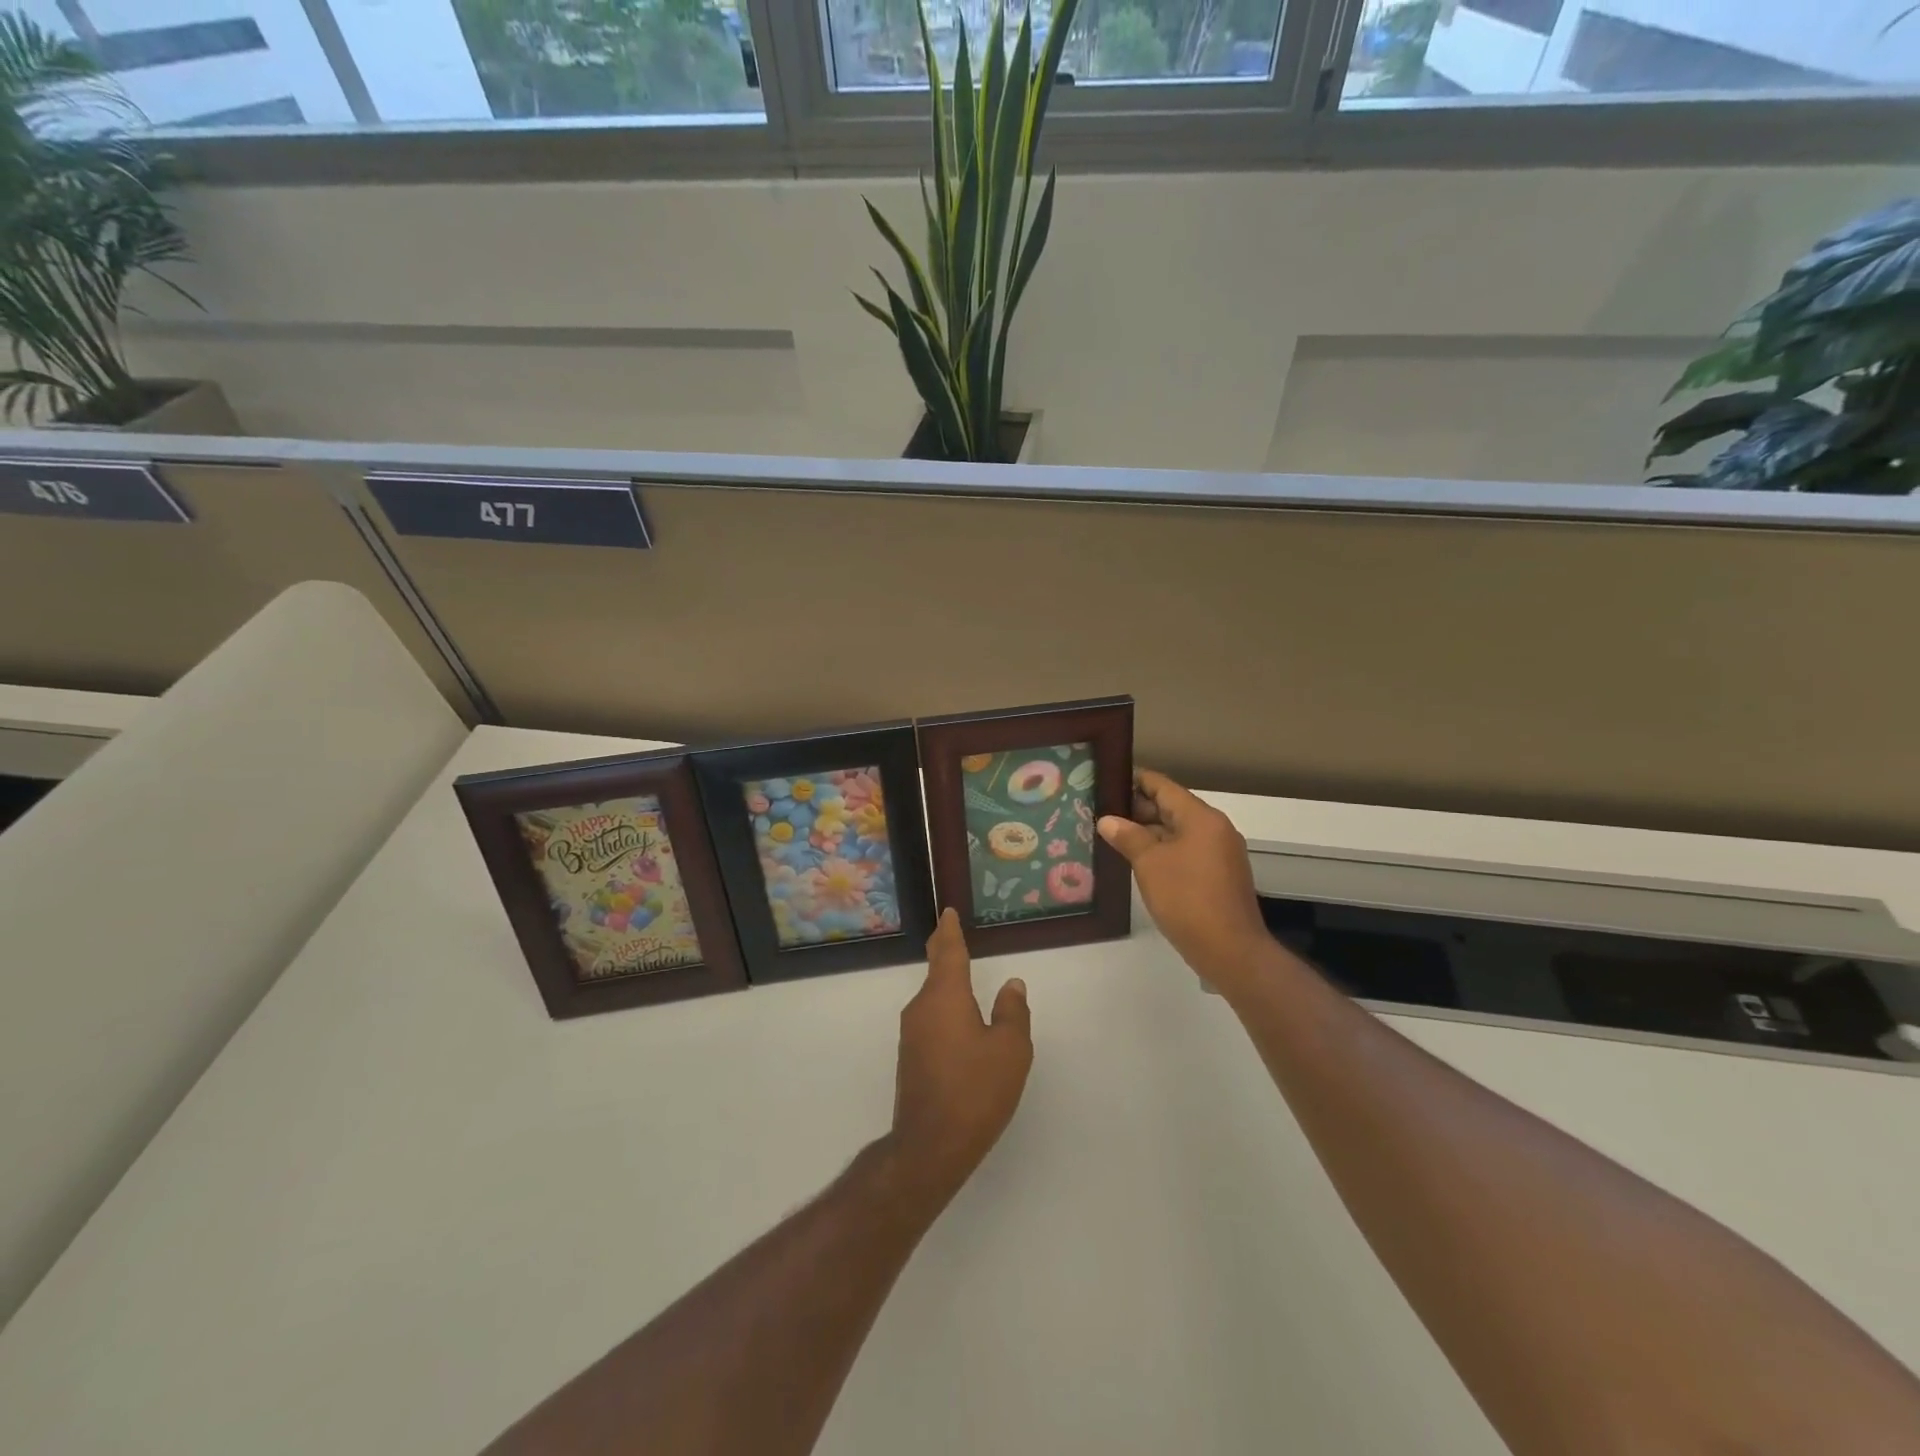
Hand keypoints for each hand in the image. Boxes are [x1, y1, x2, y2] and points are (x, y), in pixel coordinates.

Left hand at [887, 909, 1032, 1202]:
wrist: (930, 1145)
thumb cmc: (976, 1090)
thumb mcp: (1010, 1050)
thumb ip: (1012, 1012)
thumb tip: (1011, 985)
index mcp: (945, 996)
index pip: (948, 951)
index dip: (950, 930)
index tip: (948, 912)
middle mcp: (922, 1007)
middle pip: (936, 971)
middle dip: (945, 951)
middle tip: (952, 933)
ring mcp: (912, 1034)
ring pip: (933, 998)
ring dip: (946, 984)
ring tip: (962, 975)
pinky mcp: (911, 1058)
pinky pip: (931, 1020)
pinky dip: (945, 1010)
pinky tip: (959, 1023)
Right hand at [1098, 768, 1273, 994]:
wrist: (1230, 950)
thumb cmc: (1187, 898)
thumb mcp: (1149, 864)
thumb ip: (1128, 837)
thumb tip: (1107, 820)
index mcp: (1201, 818)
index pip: (1164, 786)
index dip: (1135, 781)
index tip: (1108, 780)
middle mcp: (1215, 829)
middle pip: (1172, 808)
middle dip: (1138, 809)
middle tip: (1102, 811)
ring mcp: (1220, 853)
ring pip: (1179, 832)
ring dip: (1149, 832)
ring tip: (1114, 835)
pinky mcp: (1220, 876)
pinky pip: (1187, 851)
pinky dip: (1164, 851)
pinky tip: (1139, 861)